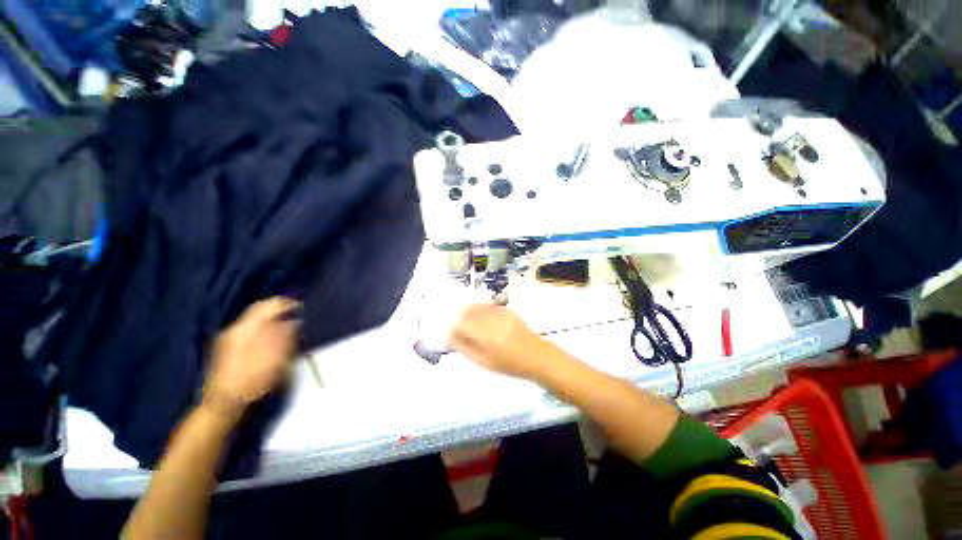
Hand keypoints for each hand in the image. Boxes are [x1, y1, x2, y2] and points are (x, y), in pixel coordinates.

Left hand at [204, 297, 300, 416]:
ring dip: (271, 319)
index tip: (302, 308)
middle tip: (295, 315)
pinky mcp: (227, 347)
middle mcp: (234, 329)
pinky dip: (264, 328)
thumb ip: (285, 337)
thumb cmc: (251, 382)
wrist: (222, 403)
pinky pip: (249, 329)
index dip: (287, 304)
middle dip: (278, 310)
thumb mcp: (274, 360)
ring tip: (287, 327)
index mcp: (245, 329)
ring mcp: (228, 338)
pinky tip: (271, 339)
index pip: (268, 306)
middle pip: (259, 310)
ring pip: (254, 319)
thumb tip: (294, 322)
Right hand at [448, 304, 548, 379]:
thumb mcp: (484, 362)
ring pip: (475, 306)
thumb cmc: (510, 364)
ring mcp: (500, 312)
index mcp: (486, 336)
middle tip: (456, 331)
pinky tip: (479, 320)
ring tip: (467, 325)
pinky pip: (486, 306)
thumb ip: (465, 348)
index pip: (461, 324)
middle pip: (466, 312)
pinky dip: (478, 310)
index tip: (450, 336)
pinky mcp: (506, 309)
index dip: (451, 329)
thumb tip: (449, 338)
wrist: (537, 355)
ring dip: (467, 314)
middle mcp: (492, 320)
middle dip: (458, 319)